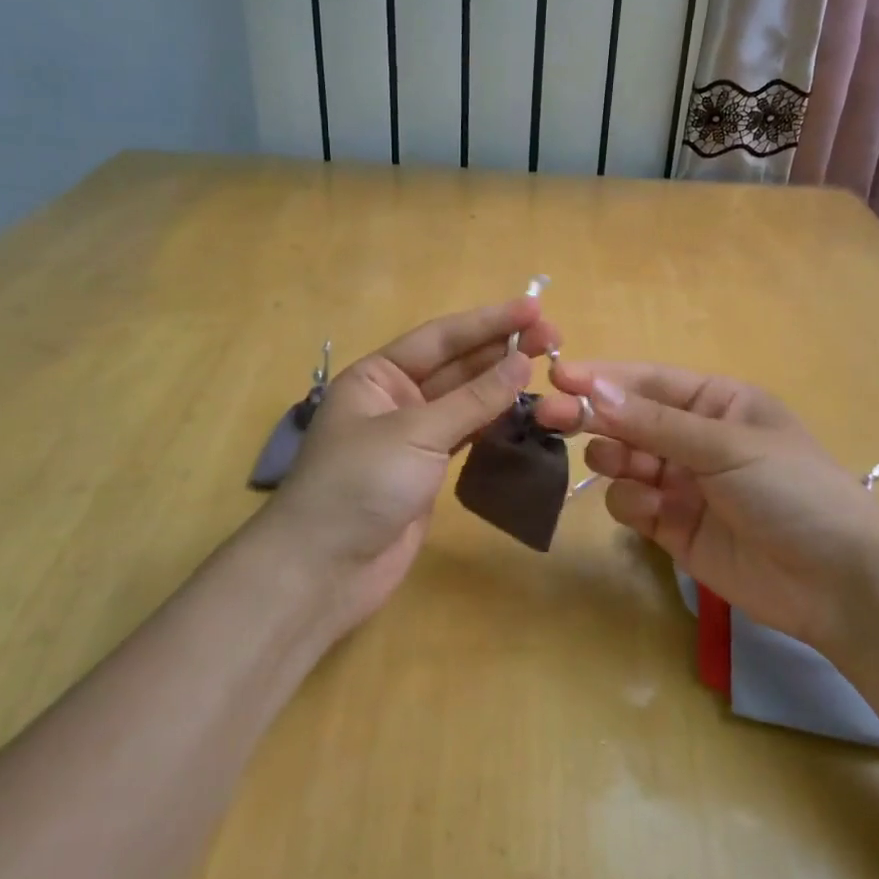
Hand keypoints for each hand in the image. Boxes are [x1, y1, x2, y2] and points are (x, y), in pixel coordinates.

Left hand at [265, 297, 559, 629]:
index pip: (441, 338)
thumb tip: (522, 362)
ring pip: (465, 400)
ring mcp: (413, 436)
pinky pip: (467, 434)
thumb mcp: (416, 433)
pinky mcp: (427, 471)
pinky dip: (495, 420)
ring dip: (502, 383)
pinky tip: (525, 407)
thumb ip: (473, 399)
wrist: (324, 571)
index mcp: (378, 375)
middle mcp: (395, 398)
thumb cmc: (360, 485)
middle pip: (456, 365)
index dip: (489, 321)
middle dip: (501, 349)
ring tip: (547, 364)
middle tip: (554, 336)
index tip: (534, 307)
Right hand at [537, 362, 878, 653]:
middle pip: (628, 421)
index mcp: (717, 404)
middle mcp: (695, 439)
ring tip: (621, 468)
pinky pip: (633, 505)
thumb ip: (655, 422)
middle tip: (550, 416)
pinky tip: (655, 514)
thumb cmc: (792, 490)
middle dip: (593, 417)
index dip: (603, 378)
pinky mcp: (674, 529)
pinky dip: (633, 505)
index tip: (557, 375)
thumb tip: (593, 389)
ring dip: (615, 461)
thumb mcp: (726, 446)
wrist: (838, 583)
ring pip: (624, 463)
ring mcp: (683, 485)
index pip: (648, 382)